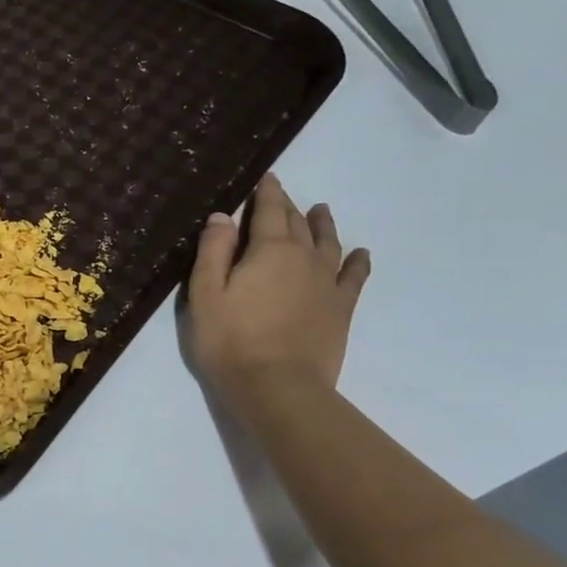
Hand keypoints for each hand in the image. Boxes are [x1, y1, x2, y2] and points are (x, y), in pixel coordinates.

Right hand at [187, 175, 370, 406]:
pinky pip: (354, 277)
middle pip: (298, 224)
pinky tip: (360, 254)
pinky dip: (357, 262)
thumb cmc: (230, 341)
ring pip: (328, 244)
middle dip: (289, 207)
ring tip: (322, 211)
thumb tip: (222, 216)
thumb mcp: (206, 294)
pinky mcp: (341, 309)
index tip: (267, 177)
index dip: (268, 192)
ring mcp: (327, 284)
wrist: (278, 388)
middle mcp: (304, 258)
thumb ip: (213, 251)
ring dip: (323, 225)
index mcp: (269, 250)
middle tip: (282, 196)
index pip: (270, 211)